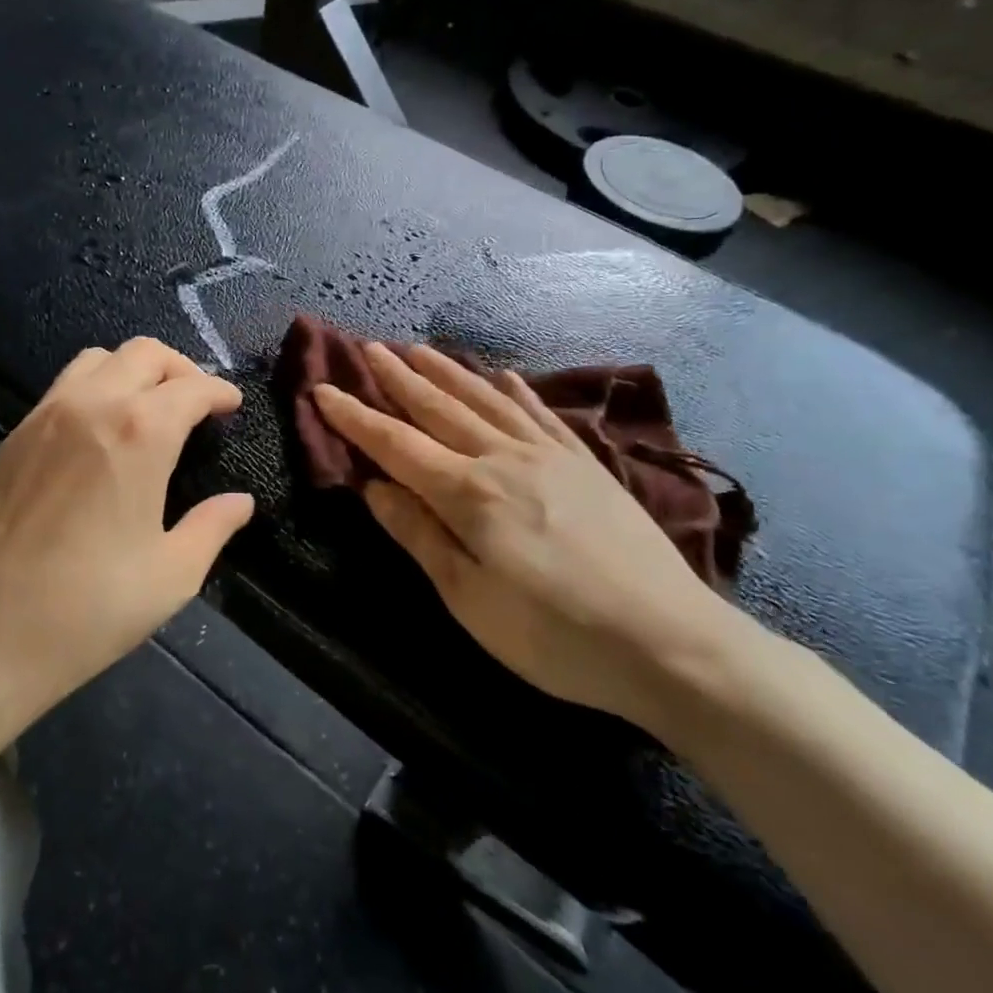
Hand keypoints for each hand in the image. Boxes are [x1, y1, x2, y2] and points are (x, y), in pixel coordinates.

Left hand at [0, 337, 253, 711]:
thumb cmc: (93, 607)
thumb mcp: (173, 574)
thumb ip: (213, 526)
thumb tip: (241, 502)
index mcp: (139, 433)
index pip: (190, 388)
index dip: (219, 392)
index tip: (232, 405)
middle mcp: (91, 406)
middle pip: (143, 354)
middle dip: (180, 369)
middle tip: (196, 402)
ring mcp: (45, 416)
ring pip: (97, 360)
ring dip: (133, 371)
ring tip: (148, 408)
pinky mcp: (13, 437)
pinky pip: (63, 388)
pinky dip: (95, 389)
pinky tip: (100, 433)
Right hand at [312, 343, 750, 732]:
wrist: (670, 643)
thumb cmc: (554, 634)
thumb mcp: (469, 600)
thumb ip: (419, 536)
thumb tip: (373, 488)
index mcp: (468, 493)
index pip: (396, 445)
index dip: (355, 417)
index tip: (323, 390)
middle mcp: (504, 458)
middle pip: (439, 408)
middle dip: (398, 379)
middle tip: (369, 349)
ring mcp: (550, 455)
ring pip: (486, 399)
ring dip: (448, 372)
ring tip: (419, 350)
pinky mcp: (586, 464)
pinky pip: (541, 413)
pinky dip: (515, 390)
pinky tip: (503, 375)